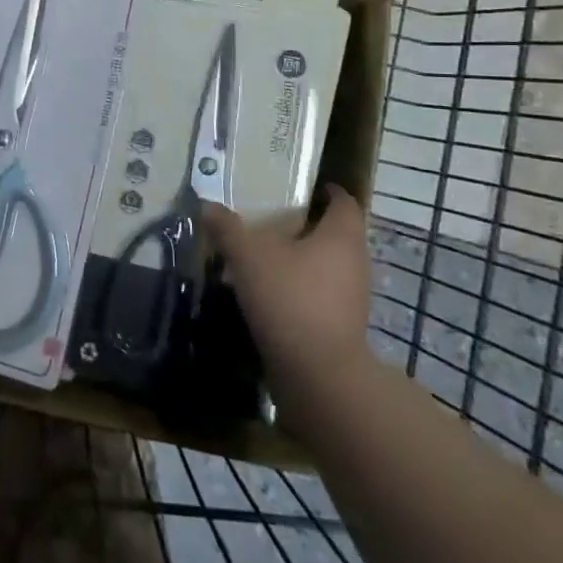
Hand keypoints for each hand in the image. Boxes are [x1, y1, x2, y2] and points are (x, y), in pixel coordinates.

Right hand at [204, 187, 373, 399]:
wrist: (318, 374)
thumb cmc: (289, 298)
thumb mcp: (247, 256)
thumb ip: (227, 228)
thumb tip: (207, 204)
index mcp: (341, 237)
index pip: (345, 203)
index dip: (329, 192)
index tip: (307, 187)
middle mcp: (355, 262)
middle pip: (338, 234)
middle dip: (310, 225)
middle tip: (275, 218)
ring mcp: (353, 297)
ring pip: (330, 265)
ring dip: (305, 258)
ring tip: (268, 254)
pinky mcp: (343, 325)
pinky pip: (323, 293)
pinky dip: (303, 286)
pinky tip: (273, 290)